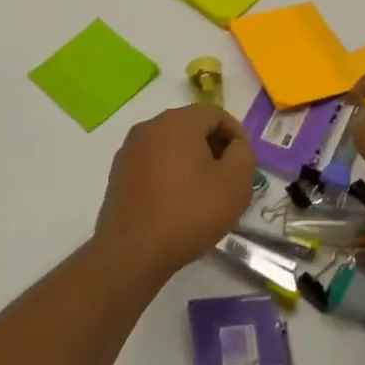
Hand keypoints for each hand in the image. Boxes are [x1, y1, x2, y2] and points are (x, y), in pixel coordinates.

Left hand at [94, 104, 255, 280]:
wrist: (134, 250)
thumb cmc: (190, 212)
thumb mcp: (236, 183)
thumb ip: (243, 154)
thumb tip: (234, 147)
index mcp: (176, 122)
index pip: (215, 114)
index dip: (236, 134)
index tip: (246, 162)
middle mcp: (148, 128)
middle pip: (190, 127)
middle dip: (214, 147)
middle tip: (229, 176)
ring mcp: (129, 151)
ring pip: (170, 146)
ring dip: (192, 161)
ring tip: (206, 192)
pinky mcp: (119, 174)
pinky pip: (153, 164)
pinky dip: (171, 174)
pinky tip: (179, 202)